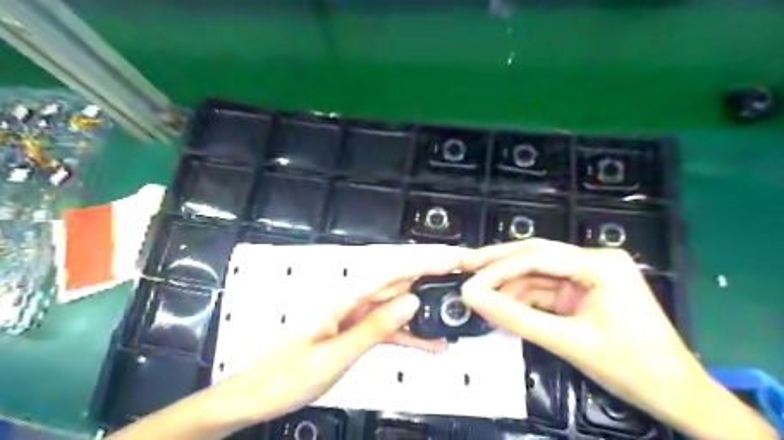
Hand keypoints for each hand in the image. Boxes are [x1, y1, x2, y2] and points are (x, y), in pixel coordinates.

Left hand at [212, 244, 460, 425]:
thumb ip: (376, 327)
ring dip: (425, 308)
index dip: (424, 263)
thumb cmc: (288, 376)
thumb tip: (411, 301)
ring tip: (454, 311)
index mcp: (344, 299)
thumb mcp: (336, 355)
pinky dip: (408, 334)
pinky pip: (387, 328)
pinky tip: (430, 343)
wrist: (257, 395)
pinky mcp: (354, 332)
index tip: (452, 259)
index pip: (392, 272)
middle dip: (431, 279)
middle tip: (462, 279)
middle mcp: (351, 301)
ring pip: (396, 306)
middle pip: (398, 283)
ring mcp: (353, 316)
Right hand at [461, 242, 698, 424]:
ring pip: (536, 273)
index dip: (497, 269)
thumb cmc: (632, 368)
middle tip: (462, 264)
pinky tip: (500, 303)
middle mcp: (593, 261)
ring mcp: (587, 276)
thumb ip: (516, 318)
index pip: (536, 257)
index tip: (468, 282)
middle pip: (534, 256)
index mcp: (599, 264)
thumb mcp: (569, 342)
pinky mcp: (582, 292)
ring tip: (476, 292)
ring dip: (507, 284)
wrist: (678, 397)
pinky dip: (521, 298)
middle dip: (496, 263)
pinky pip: (544, 290)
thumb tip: (473, 299)